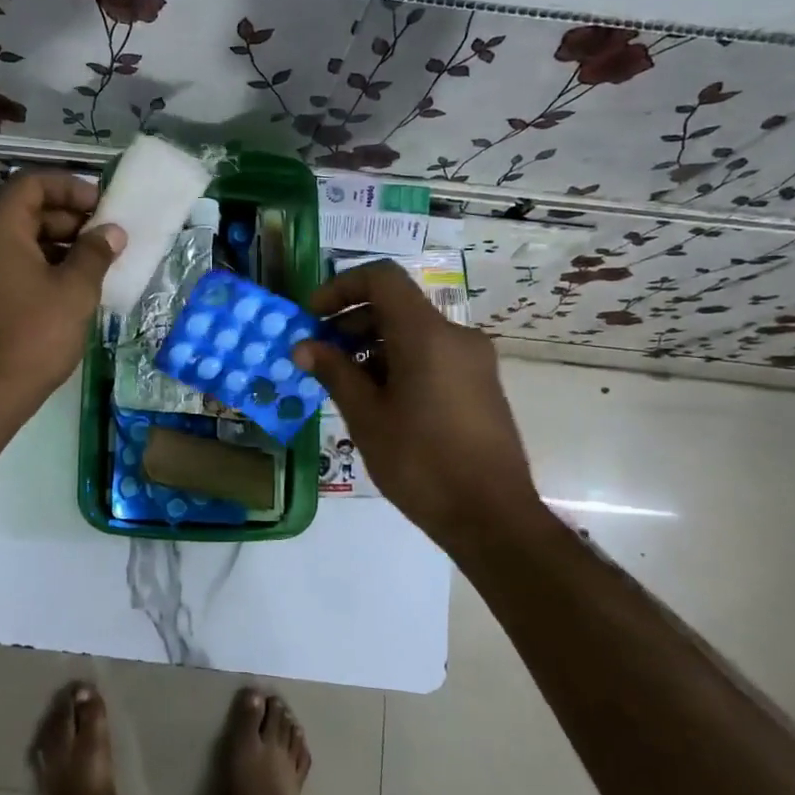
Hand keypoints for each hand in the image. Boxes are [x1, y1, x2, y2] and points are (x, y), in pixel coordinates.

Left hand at [0, 171, 124, 424]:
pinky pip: (4, 267)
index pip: (30, 184)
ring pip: (13, 242)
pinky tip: (64, 291)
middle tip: (102, 238)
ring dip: (53, 246)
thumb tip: (111, 232)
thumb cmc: (32, 337)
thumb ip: (94, 254)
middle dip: (65, 219)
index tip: (100, 206)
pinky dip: (35, 268)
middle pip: (21, 212)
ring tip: (90, 265)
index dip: (69, 186)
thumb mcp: (74, 292)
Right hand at [294, 260, 550, 551]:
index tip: (313, 317)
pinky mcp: (480, 383)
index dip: (341, 288)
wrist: (492, 516)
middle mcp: (456, 336)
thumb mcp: (367, 417)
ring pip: (413, 333)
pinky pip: (432, 355)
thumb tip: (303, 346)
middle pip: (396, 306)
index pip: (381, 279)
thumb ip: (334, 372)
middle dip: (351, 322)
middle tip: (319, 356)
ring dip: (372, 346)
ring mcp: (473, 360)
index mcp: (427, 335)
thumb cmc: (421, 463)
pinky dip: (398, 363)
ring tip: (344, 385)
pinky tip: (378, 401)